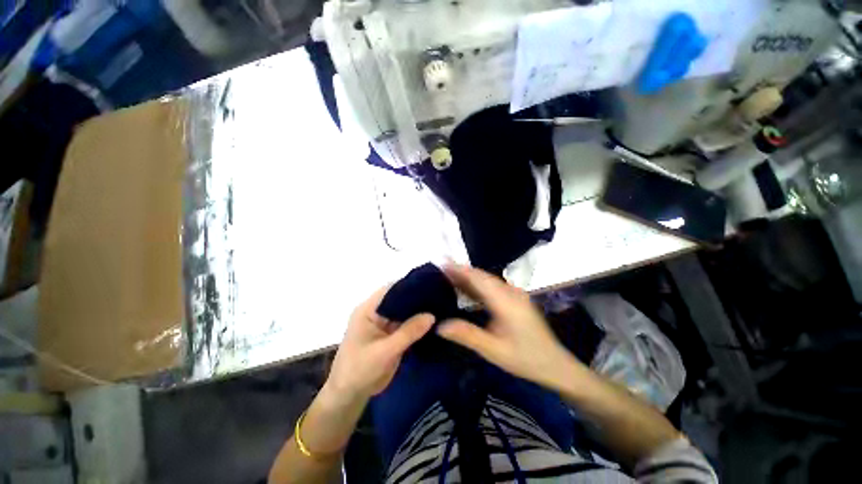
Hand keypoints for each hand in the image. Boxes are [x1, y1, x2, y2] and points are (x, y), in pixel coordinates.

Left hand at [325, 285, 434, 402]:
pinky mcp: (391, 334)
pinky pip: (407, 324)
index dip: (411, 285)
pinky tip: (435, 322)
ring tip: (443, 306)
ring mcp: (385, 323)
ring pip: (405, 311)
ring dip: (420, 311)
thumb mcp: (384, 351)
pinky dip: (419, 324)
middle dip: (419, 298)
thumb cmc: (359, 371)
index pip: (392, 289)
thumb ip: (408, 332)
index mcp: (369, 309)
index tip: (432, 285)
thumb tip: (432, 315)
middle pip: (400, 299)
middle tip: (441, 296)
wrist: (350, 396)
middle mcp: (377, 312)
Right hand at [437, 264, 577, 387]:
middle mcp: (510, 292)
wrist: (555, 364)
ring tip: (448, 276)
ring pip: (487, 280)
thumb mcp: (493, 350)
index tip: (443, 262)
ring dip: (469, 277)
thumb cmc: (525, 358)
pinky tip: (467, 288)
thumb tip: (440, 325)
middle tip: (440, 269)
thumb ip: (467, 335)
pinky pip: (492, 287)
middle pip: (482, 276)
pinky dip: (477, 285)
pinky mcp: (515, 299)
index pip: (479, 279)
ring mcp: (514, 294)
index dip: (460, 269)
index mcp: (506, 301)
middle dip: (461, 271)